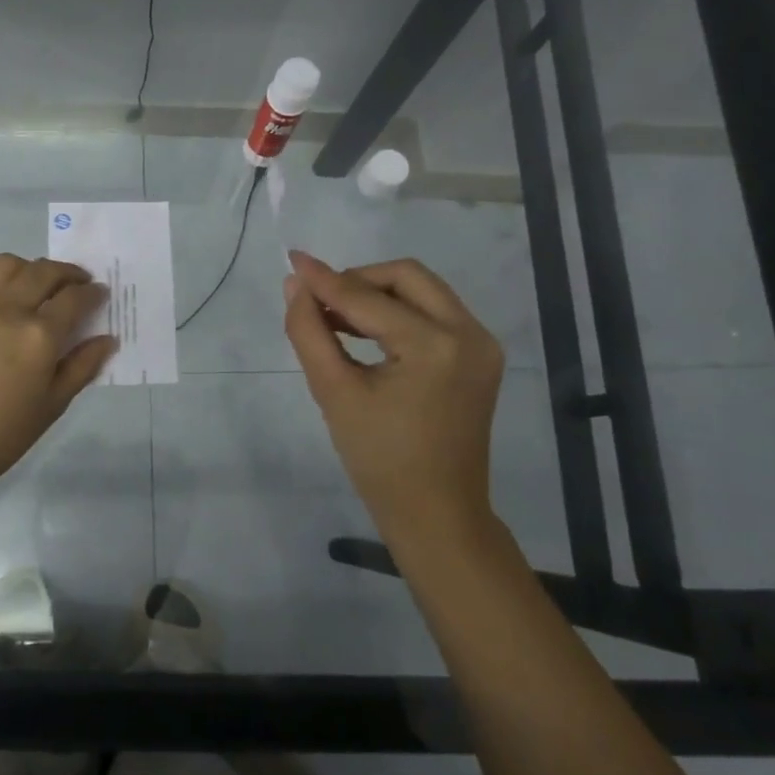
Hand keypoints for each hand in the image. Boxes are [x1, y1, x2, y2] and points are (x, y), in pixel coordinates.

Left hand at [0, 254, 115, 496]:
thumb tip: (107, 340)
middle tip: (82, 284)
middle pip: (45, 271)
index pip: (74, 298)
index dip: (93, 293)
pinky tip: (19, 301)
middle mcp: (11, 311)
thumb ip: (82, 366)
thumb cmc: (2, 435)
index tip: (102, 294)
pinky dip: (11, 278)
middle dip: (69, 273)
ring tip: (47, 286)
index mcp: (39, 336)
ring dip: (36, 268)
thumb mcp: (52, 405)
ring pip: (12, 265)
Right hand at [282, 250, 504, 532]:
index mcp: (435, 345)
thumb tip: (295, 285)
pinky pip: (434, 313)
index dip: (325, 280)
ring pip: (422, 290)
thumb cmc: (379, 460)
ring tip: (334, 316)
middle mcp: (469, 333)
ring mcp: (481, 344)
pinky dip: (398, 312)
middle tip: (319, 299)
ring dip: (377, 294)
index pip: (368, 298)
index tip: (292, 260)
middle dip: (358, 280)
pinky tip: (366, 330)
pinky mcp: (480, 356)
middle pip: (406, 276)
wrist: (437, 513)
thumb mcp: (334, 393)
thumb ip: (309, 332)